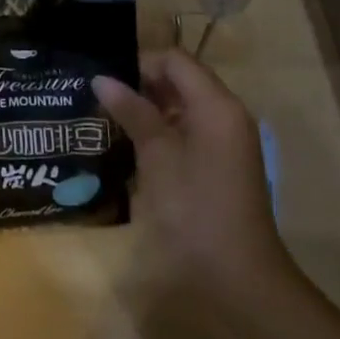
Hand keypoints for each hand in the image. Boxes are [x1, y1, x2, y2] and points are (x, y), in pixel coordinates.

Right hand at [93, 50, 292, 307]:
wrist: (239, 278)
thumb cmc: (195, 209)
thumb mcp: (157, 155)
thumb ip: (132, 111)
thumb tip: (101, 78)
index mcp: (216, 105)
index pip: (175, 60)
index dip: (140, 63)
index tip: (105, 80)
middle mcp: (227, 114)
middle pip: (182, 79)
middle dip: (142, 85)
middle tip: (102, 98)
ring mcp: (228, 141)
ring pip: (184, 106)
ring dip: (150, 108)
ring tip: (111, 120)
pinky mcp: (223, 164)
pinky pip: (191, 130)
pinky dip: (164, 130)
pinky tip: (135, 147)